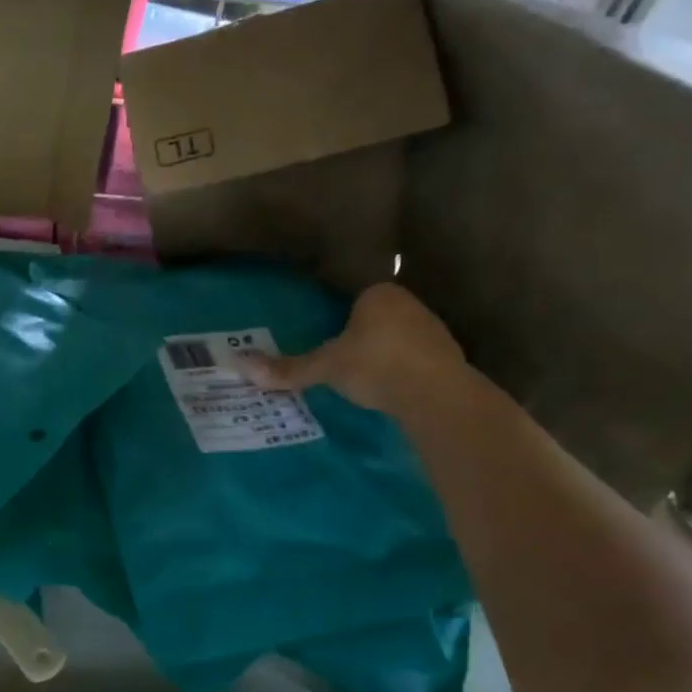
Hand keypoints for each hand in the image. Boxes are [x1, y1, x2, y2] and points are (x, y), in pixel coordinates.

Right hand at [244, 282, 464, 412]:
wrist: (437, 395)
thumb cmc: (375, 365)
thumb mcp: (325, 367)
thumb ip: (289, 367)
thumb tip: (241, 365)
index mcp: (380, 295)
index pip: (356, 299)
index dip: (341, 318)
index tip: (329, 341)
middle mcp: (411, 305)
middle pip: (378, 319)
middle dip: (363, 337)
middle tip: (340, 362)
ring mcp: (435, 332)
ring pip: (400, 340)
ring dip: (386, 356)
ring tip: (364, 380)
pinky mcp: (450, 360)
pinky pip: (417, 362)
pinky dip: (404, 374)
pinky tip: (390, 392)